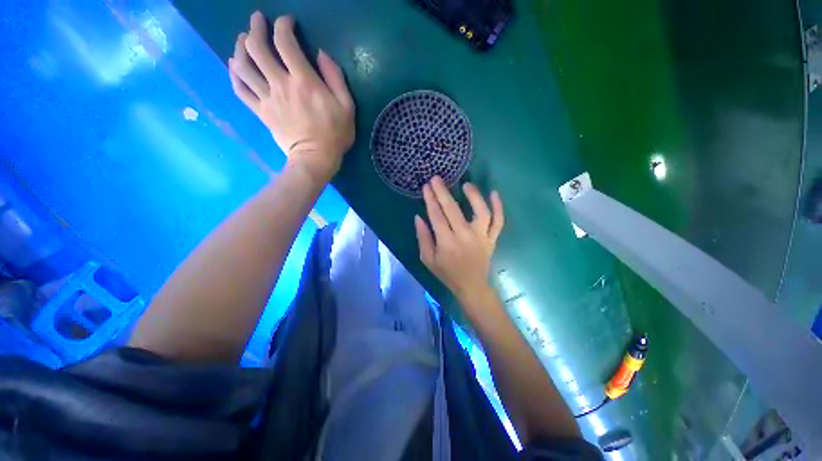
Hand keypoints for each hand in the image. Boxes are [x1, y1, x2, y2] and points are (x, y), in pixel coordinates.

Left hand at [229, 12, 354, 183]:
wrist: (316, 159)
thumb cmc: (335, 134)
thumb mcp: (347, 107)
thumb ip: (336, 78)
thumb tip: (321, 54)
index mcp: (303, 81)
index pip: (285, 42)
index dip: (283, 25)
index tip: (287, 23)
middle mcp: (280, 84)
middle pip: (257, 47)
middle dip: (255, 28)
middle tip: (257, 21)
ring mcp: (267, 98)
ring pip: (243, 65)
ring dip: (240, 47)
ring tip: (244, 40)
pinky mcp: (261, 111)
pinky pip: (240, 89)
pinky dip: (234, 74)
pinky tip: (234, 65)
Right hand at [415, 176, 504, 307]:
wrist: (471, 286)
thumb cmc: (447, 273)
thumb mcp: (427, 259)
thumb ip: (422, 237)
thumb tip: (419, 217)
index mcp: (447, 243)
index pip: (436, 216)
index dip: (430, 200)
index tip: (426, 187)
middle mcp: (465, 237)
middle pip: (453, 210)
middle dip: (443, 192)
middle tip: (436, 179)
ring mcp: (482, 237)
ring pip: (481, 212)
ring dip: (474, 196)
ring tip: (466, 184)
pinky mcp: (492, 238)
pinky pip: (498, 221)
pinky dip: (499, 207)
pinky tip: (494, 193)